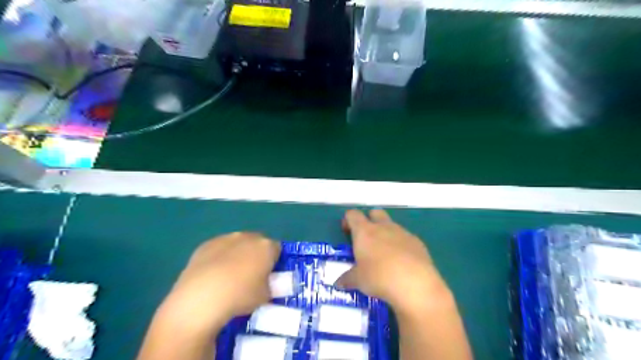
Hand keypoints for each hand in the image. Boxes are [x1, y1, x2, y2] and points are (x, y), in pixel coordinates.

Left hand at [158, 233, 278, 333]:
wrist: (201, 297)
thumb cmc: (240, 296)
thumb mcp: (265, 296)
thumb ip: (269, 285)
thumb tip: (265, 283)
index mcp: (266, 247)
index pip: (277, 249)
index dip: (274, 262)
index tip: (269, 275)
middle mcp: (248, 237)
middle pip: (257, 243)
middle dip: (256, 255)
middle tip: (251, 275)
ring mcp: (226, 238)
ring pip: (237, 244)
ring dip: (237, 254)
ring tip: (229, 276)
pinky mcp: (206, 244)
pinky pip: (219, 249)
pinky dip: (219, 257)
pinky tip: (213, 275)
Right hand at [335, 208, 448, 315]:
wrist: (415, 284)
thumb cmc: (379, 278)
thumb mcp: (358, 281)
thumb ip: (347, 279)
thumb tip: (338, 283)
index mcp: (364, 231)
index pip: (353, 215)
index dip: (348, 220)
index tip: (347, 232)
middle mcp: (383, 227)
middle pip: (375, 213)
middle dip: (369, 221)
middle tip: (366, 240)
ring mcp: (402, 233)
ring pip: (391, 225)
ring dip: (386, 234)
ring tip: (385, 255)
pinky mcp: (417, 242)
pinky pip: (405, 238)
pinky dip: (401, 245)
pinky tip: (402, 263)